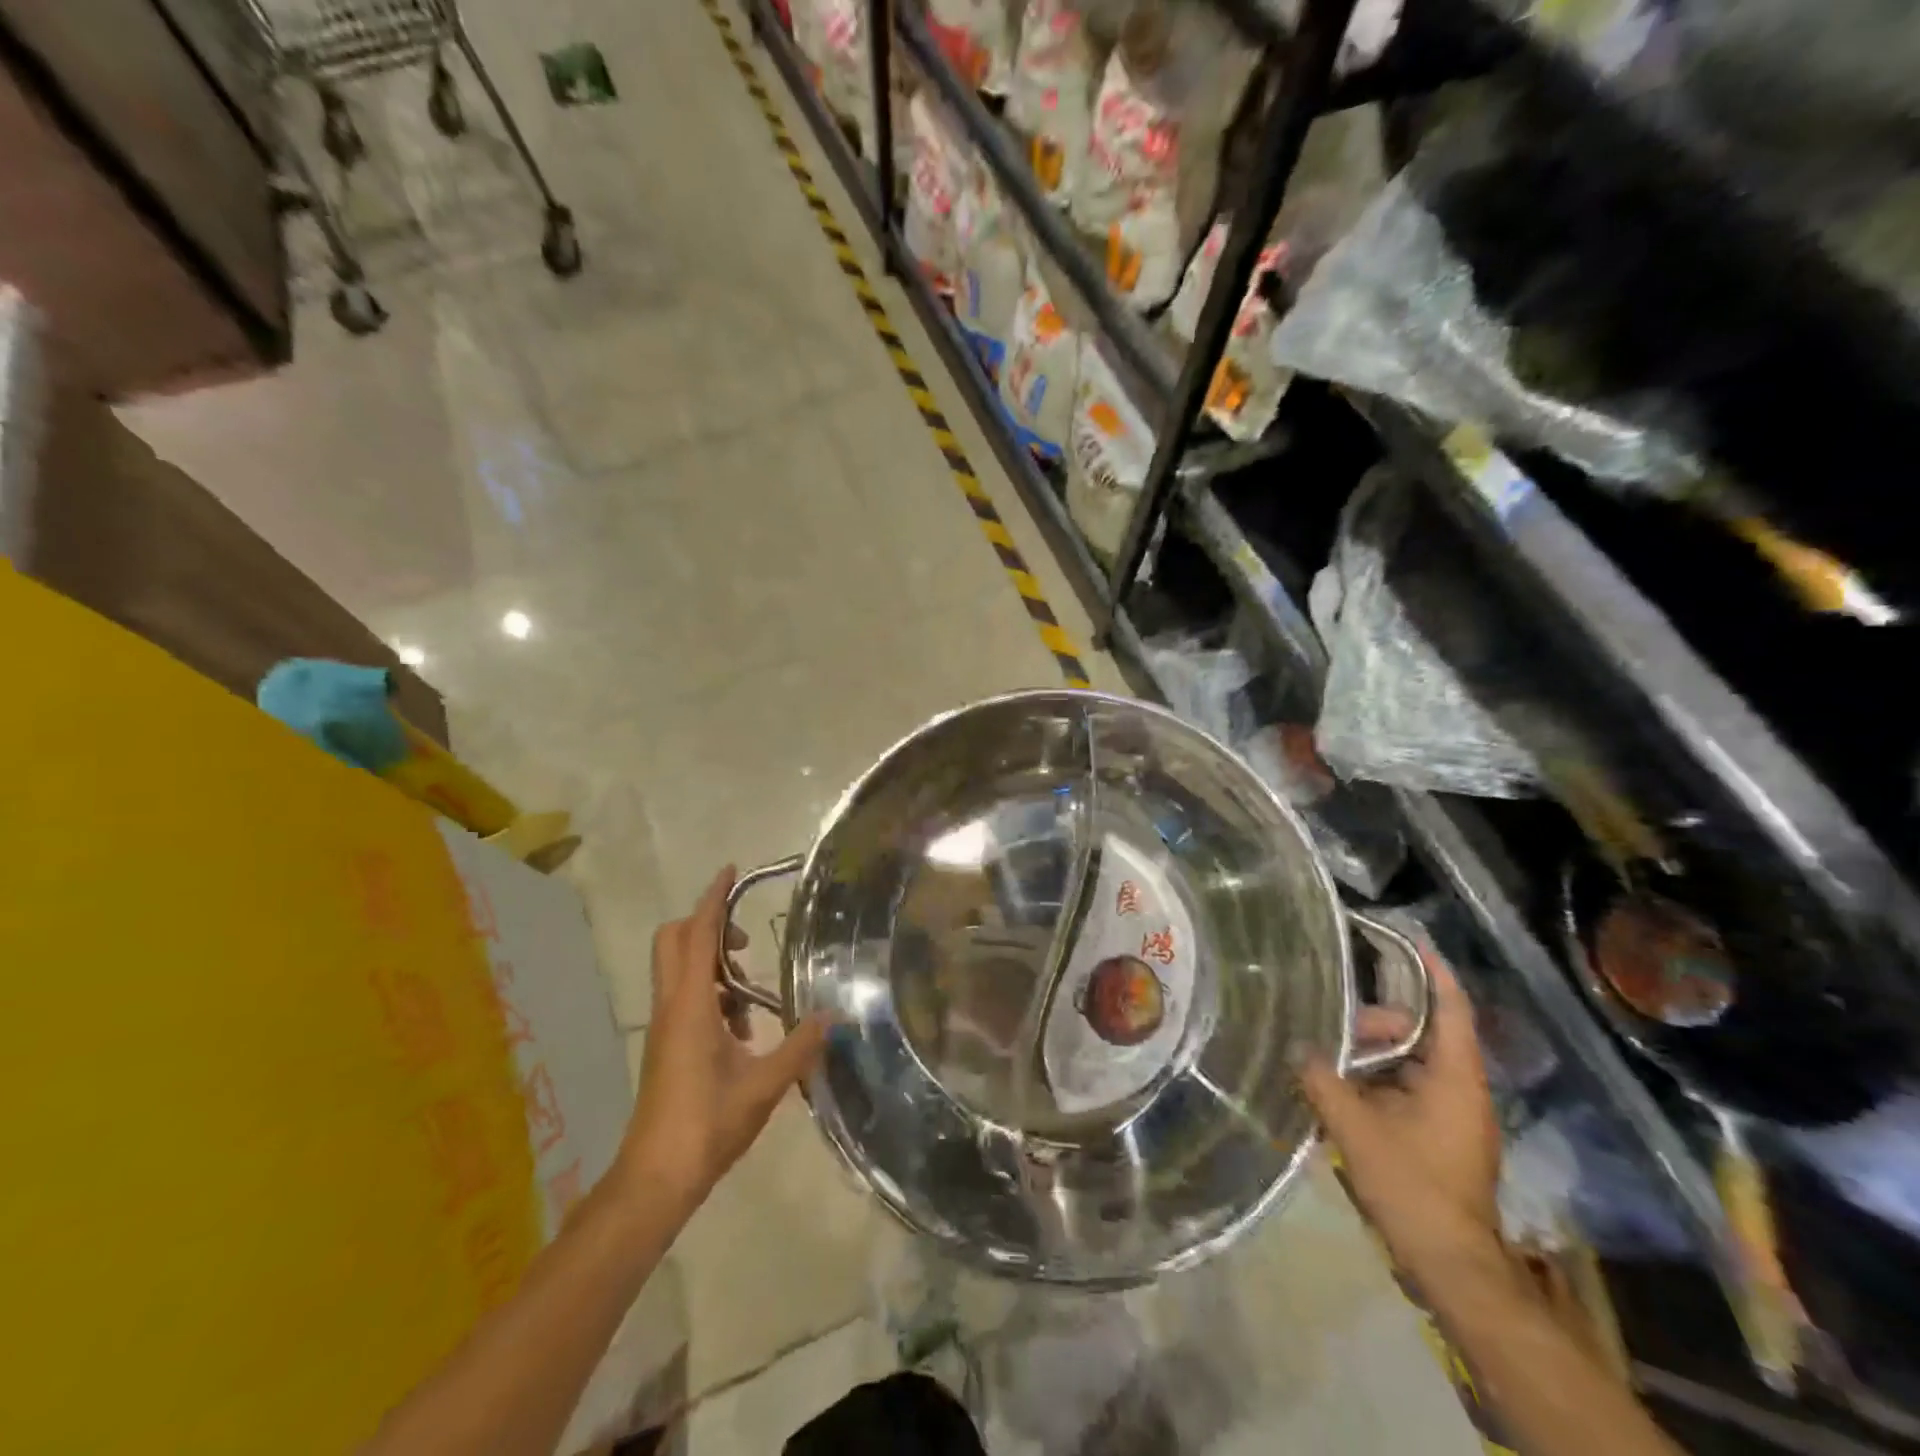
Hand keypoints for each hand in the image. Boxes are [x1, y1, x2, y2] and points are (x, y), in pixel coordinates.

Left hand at [614, 867, 826, 1214]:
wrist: (655, 1179)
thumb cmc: (706, 1125)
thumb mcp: (764, 1085)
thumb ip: (800, 1047)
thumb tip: (834, 1015)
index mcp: (690, 1006)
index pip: (697, 934)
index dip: (713, 899)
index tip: (730, 871)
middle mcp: (671, 1006)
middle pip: (675, 941)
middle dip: (707, 925)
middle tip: (746, 940)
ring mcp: (665, 1027)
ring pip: (680, 970)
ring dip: (712, 963)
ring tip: (754, 991)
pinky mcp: (666, 1045)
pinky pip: (686, 998)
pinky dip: (712, 993)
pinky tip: (743, 1028)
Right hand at [1297, 949, 1503, 1279]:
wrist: (1452, 1265)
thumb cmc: (1412, 1187)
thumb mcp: (1356, 1128)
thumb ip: (1323, 1080)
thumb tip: (1297, 1048)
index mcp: (1455, 1080)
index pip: (1451, 1011)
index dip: (1434, 974)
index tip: (1411, 941)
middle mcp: (1462, 1091)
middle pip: (1423, 1035)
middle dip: (1378, 1023)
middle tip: (1334, 1027)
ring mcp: (1454, 1117)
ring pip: (1412, 1064)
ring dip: (1373, 1056)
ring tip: (1330, 1060)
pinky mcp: (1442, 1138)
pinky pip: (1408, 1090)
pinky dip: (1378, 1081)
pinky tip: (1342, 1089)